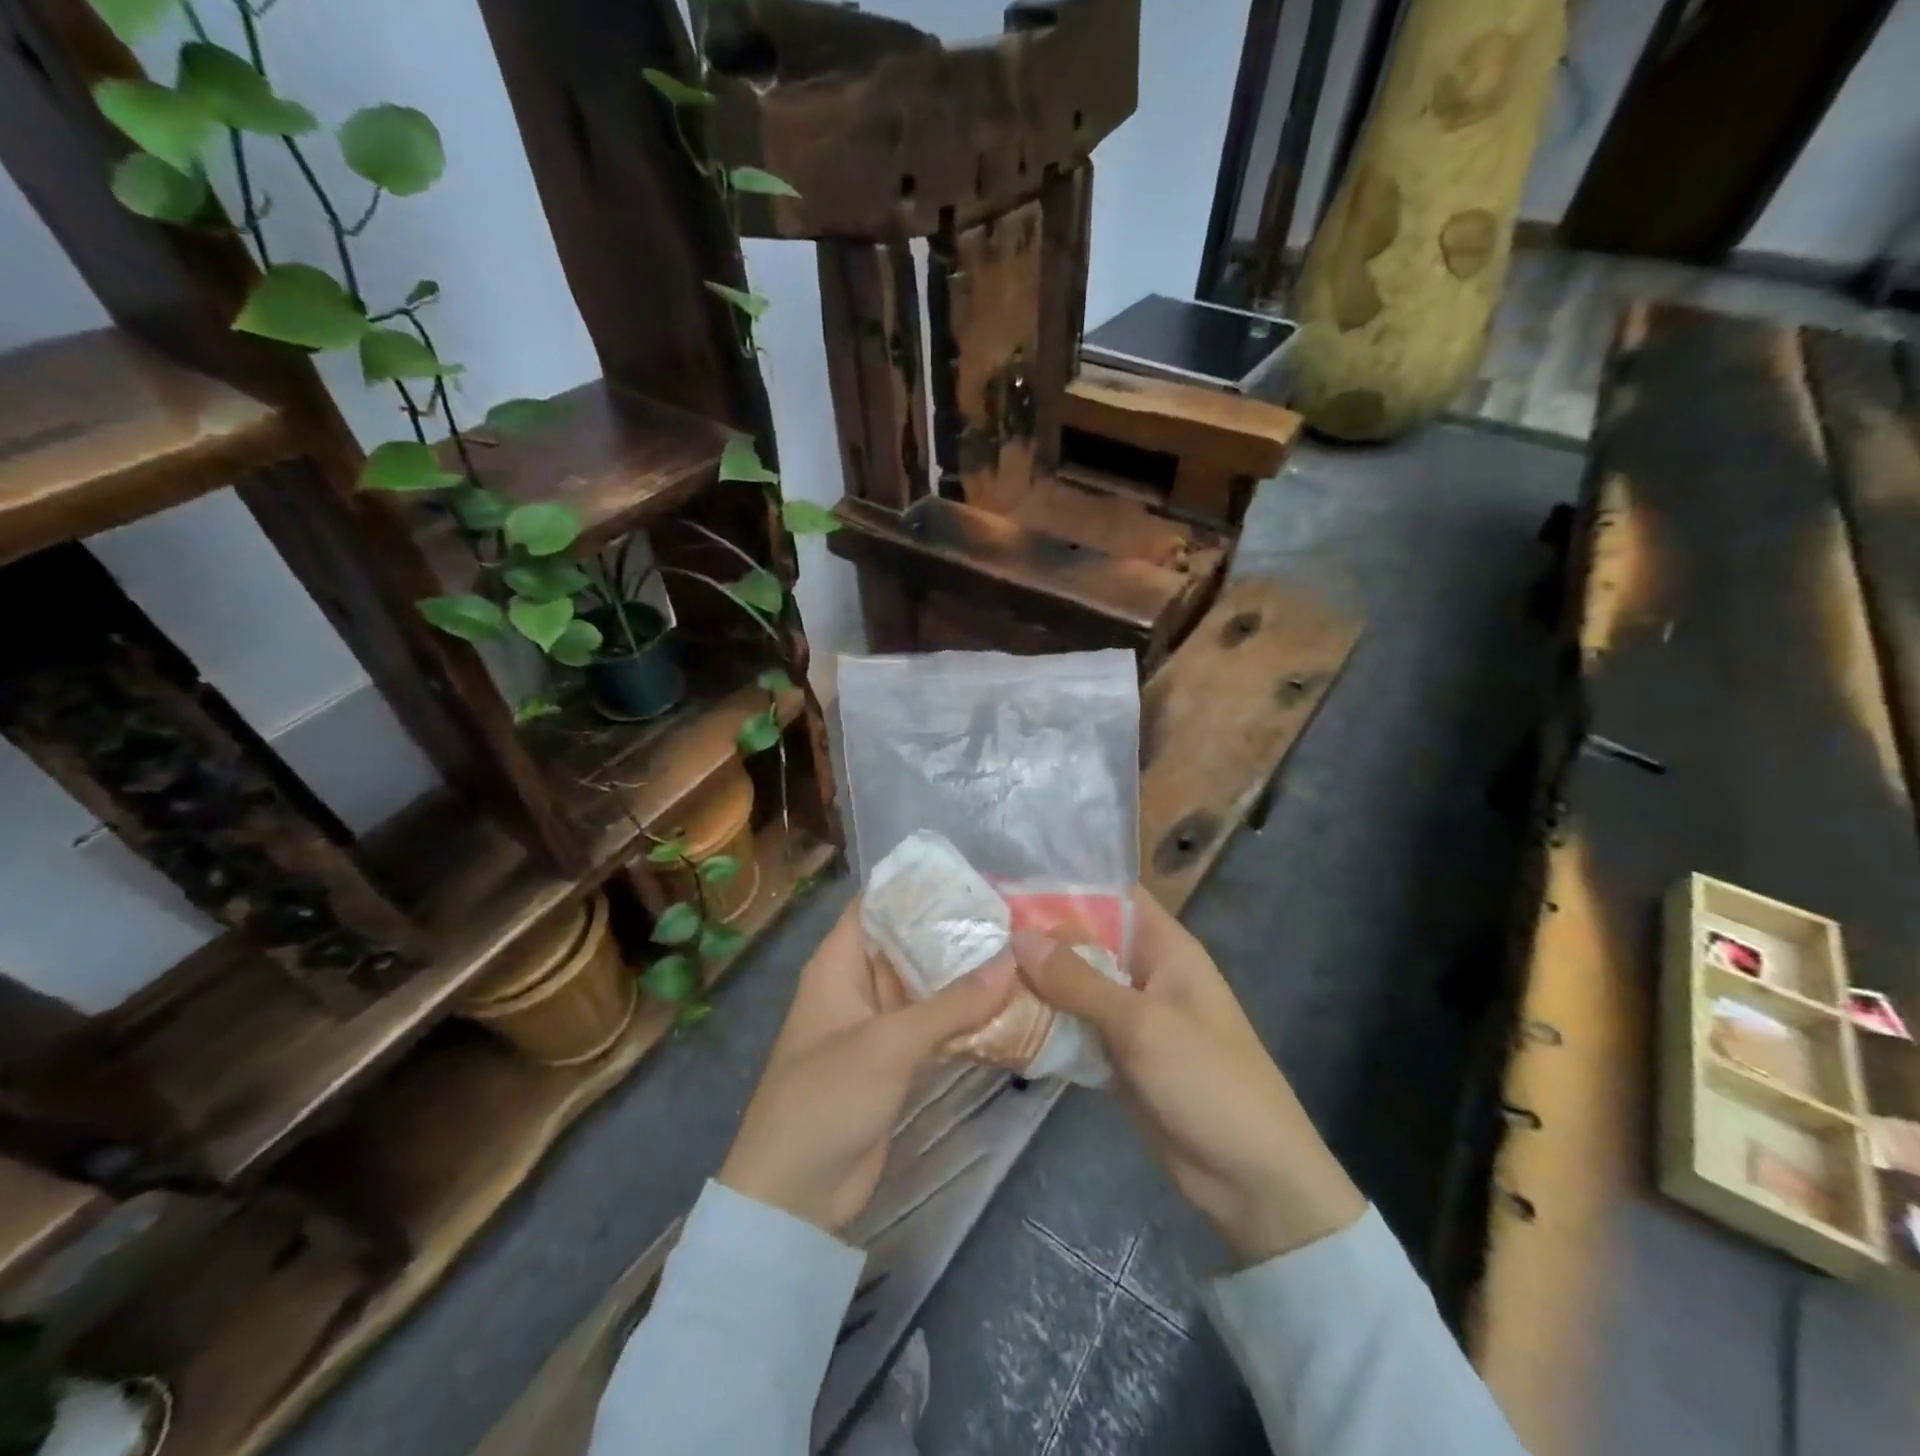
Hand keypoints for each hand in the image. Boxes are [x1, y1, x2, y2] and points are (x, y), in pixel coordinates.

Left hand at [719, 895, 1017, 1233]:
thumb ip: (951, 1004)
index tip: (970, 876)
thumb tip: (1011, 961)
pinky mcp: (895, 1063)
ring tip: (1018, 951)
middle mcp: (858, 986)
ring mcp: (877, 1026)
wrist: (794, 1195)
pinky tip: (1006, 1005)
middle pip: (907, 944)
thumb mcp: (888, 1044)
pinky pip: (932, 1027)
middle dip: (952, 931)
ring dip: (963, 976)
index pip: (877, 904)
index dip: (917, 886)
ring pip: (924, 986)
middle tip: (1010, 913)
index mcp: (839, 964)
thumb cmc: (826, 1097)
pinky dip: (963, 1017)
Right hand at [1014, 890, 1364, 1265]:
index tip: (1012, 886)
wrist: (1252, 1180)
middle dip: (1039, 937)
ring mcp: (1130, 1017)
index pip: (1113, 896)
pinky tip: (998, 1020)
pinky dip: (1045, 1024)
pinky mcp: (1118, 1056)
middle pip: (1086, 942)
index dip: (1067, 886)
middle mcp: (1145, 973)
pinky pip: (1075, 1028)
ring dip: (1036, 983)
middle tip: (978, 930)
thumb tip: (1020, 937)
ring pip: (1075, 987)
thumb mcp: (1142, 1024)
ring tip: (976, 970)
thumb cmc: (1208, 1080)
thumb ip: (1078, 981)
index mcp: (1165, 948)